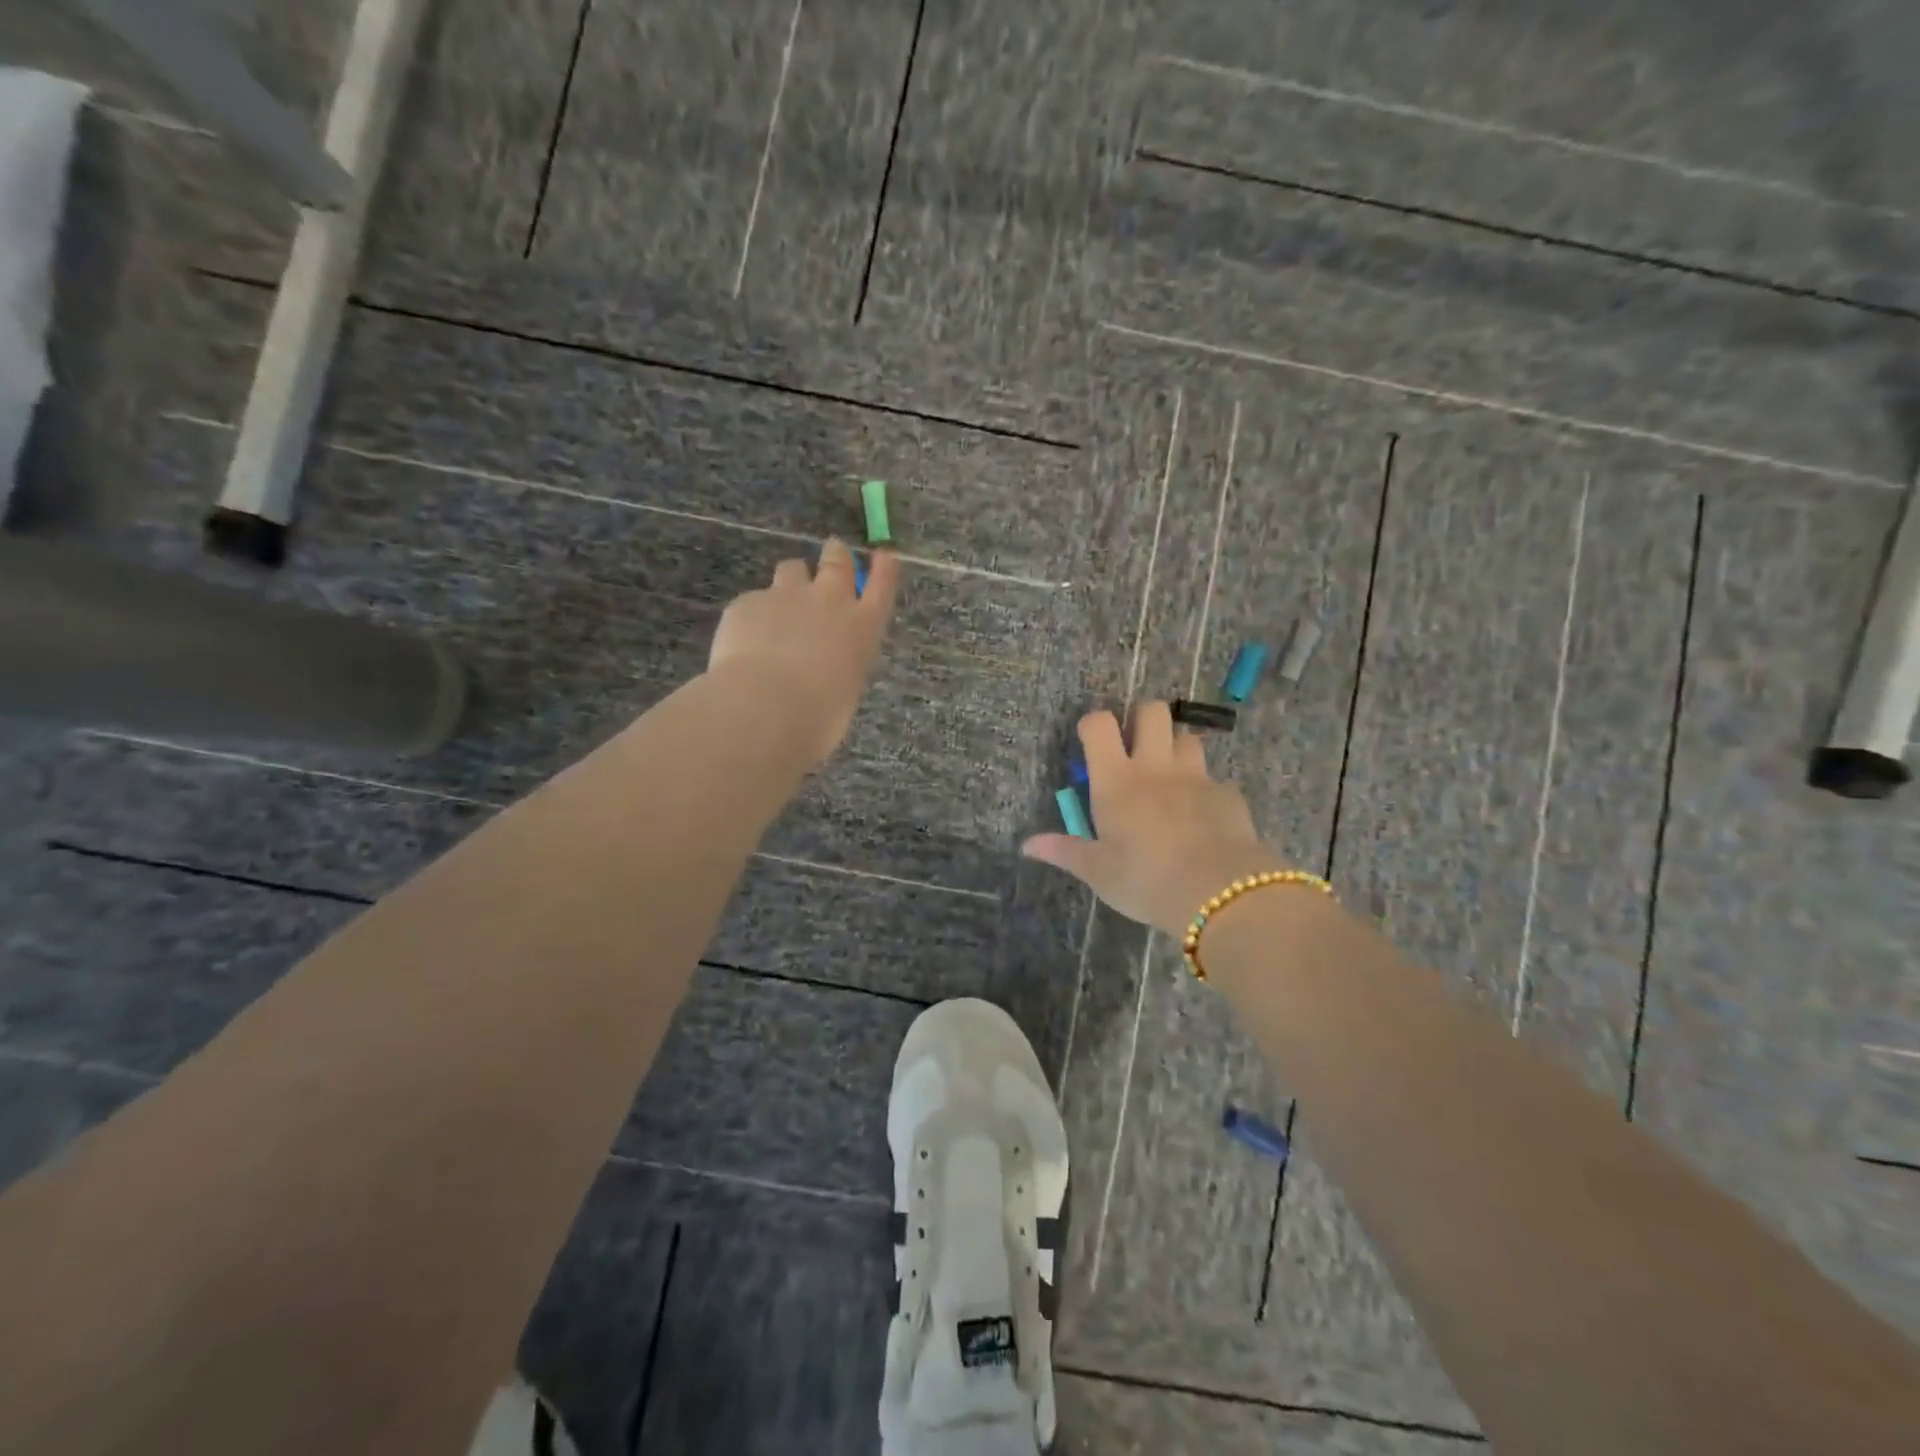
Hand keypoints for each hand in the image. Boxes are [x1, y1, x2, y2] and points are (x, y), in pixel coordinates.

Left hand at [707, 539, 899, 768]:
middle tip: (833, 551)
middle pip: (837, 562)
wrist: (764, 708)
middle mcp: (828, 603)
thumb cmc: (817, 718)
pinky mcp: (748, 603)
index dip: (884, 568)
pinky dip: (753, 615)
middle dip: (836, 555)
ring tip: (784, 598)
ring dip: (793, 577)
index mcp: (861, 629)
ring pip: (792, 569)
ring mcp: (786, 597)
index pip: (881, 586)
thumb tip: (822, 671)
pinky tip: (744, 640)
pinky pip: (754, 601)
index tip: (884, 555)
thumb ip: (837, 669)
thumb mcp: (842, 693)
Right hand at [1021, 702, 1286, 934]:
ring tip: (1169, 776)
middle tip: (1135, 748)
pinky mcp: (1228, 794)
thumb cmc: (1145, 880)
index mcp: (1116, 780)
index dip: (1093, 724)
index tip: (1091, 741)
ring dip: (1175, 748)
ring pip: (1187, 737)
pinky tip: (1202, 815)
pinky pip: (1214, 779)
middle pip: (1152, 711)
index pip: (1100, 724)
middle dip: (1142, 719)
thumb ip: (1065, 851)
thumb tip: (1026, 845)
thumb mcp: (1098, 872)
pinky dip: (1205, 789)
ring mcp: (1196, 776)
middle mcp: (1156, 766)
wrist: (1220, 893)